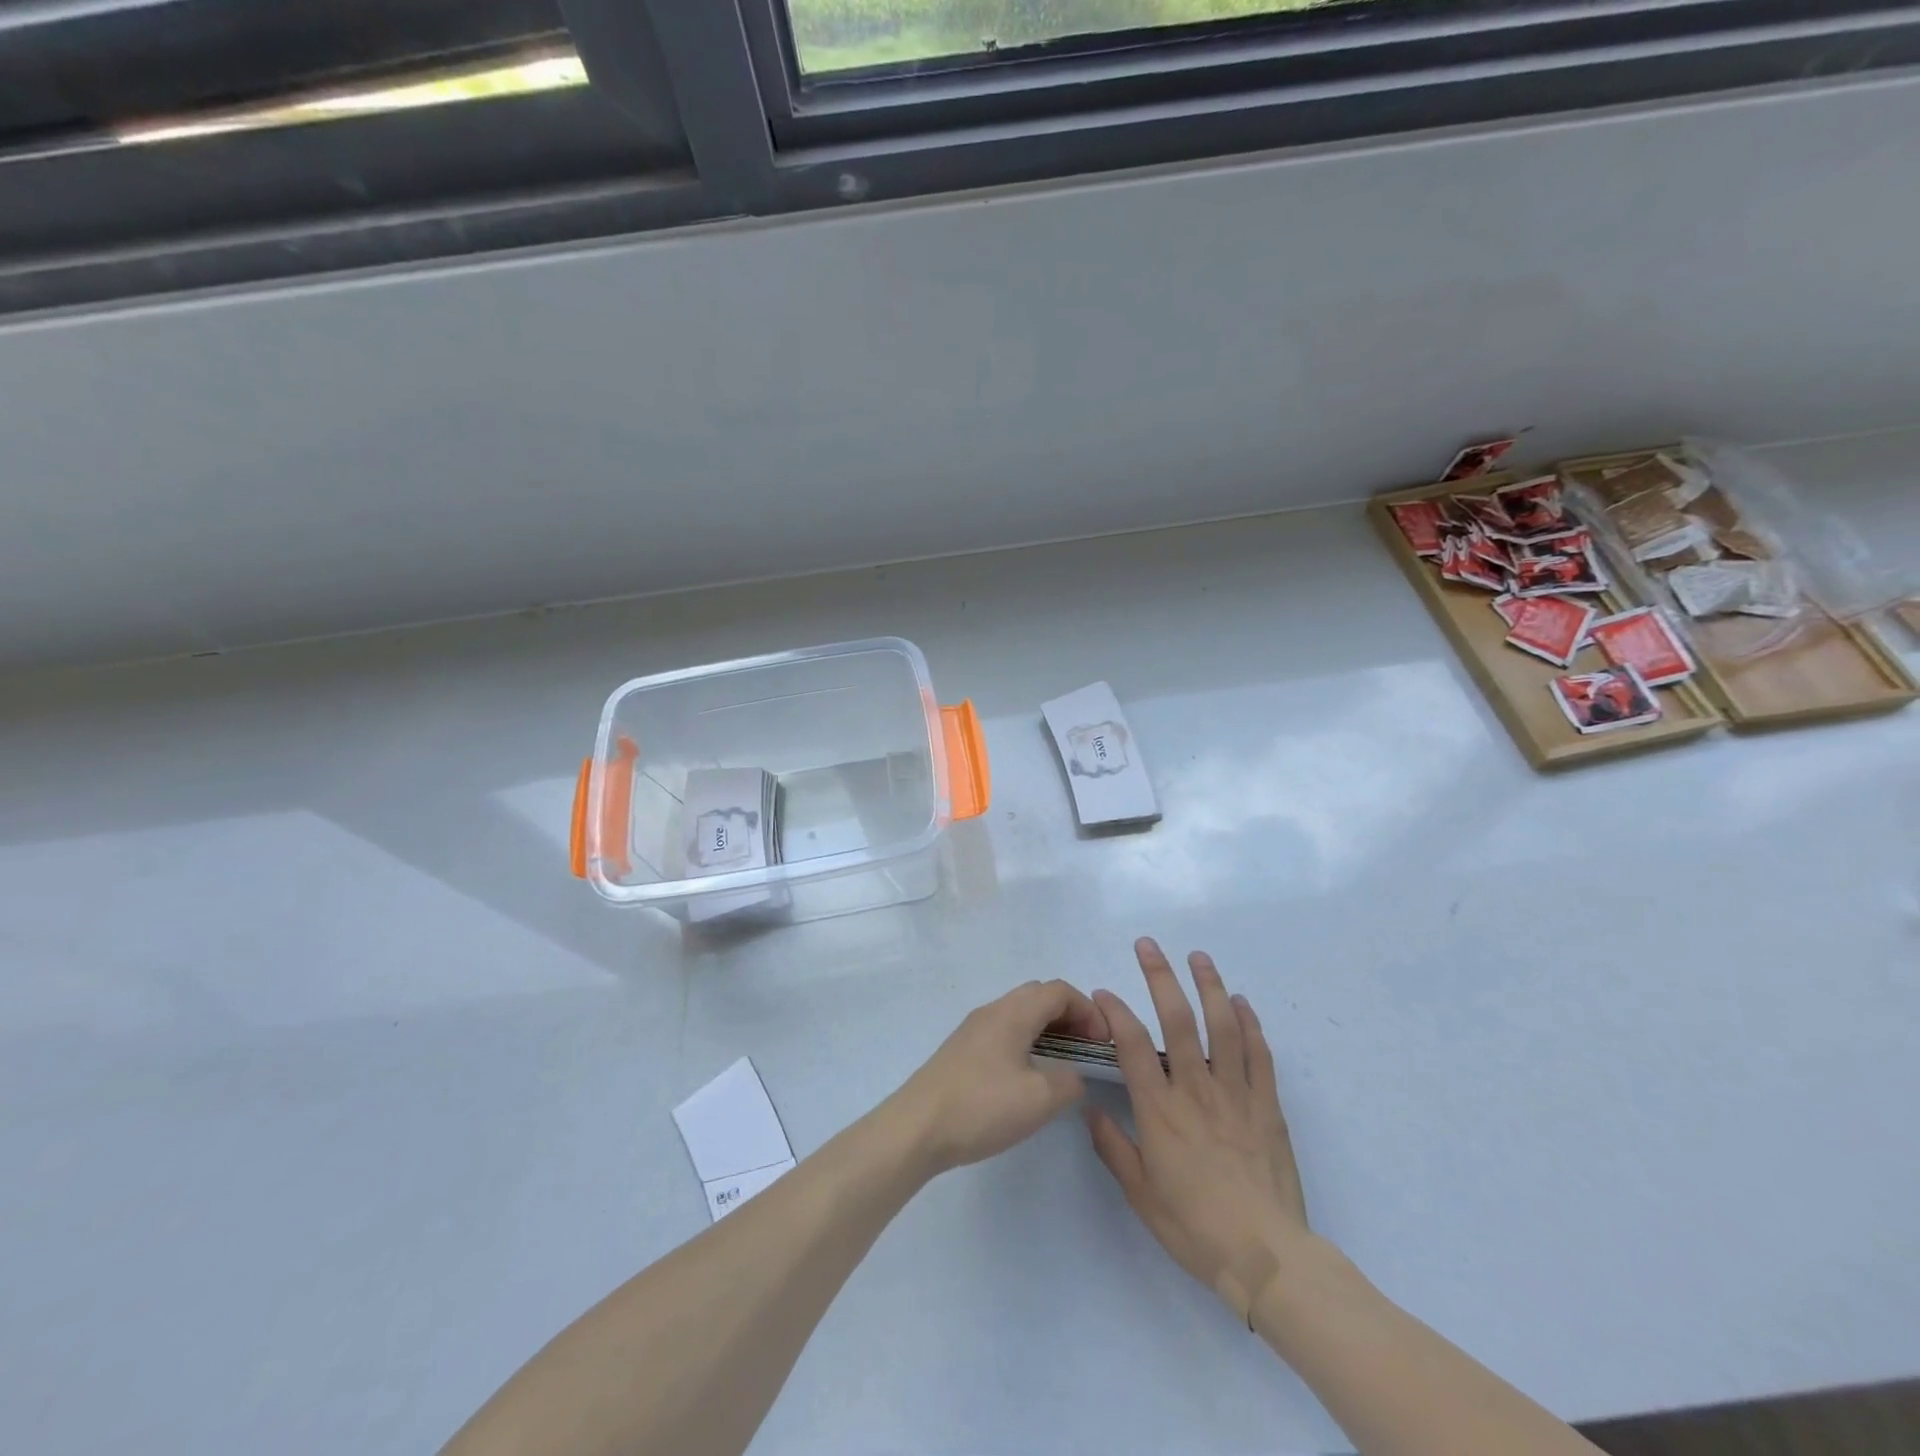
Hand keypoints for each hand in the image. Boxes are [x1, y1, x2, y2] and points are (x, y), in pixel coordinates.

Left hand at [893, 980, 1109, 1175]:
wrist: (917, 1128)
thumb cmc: (982, 1106)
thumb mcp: (1039, 1099)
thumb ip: (1070, 1082)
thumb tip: (1074, 1075)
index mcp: (1013, 1012)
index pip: (1060, 991)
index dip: (1089, 1010)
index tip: (1104, 1042)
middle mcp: (993, 1010)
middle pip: (1039, 996)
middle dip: (1070, 1016)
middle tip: (1087, 1050)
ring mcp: (974, 1029)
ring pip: (1020, 1014)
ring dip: (1047, 1030)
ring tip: (1064, 1065)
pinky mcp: (963, 1050)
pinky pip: (1005, 1031)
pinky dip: (1027, 1042)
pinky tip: (1029, 1077)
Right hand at [1086, 938, 1313, 1321]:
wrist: (1267, 1259)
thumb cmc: (1195, 1227)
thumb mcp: (1141, 1195)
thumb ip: (1113, 1147)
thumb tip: (1090, 1109)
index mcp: (1160, 1111)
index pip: (1132, 1046)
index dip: (1115, 1012)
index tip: (1103, 992)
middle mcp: (1196, 1090)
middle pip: (1177, 1020)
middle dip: (1160, 976)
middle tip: (1148, 944)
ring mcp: (1236, 1094)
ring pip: (1222, 1027)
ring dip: (1209, 986)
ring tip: (1199, 956)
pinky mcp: (1267, 1106)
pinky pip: (1259, 1055)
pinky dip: (1250, 1024)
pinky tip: (1241, 1002)